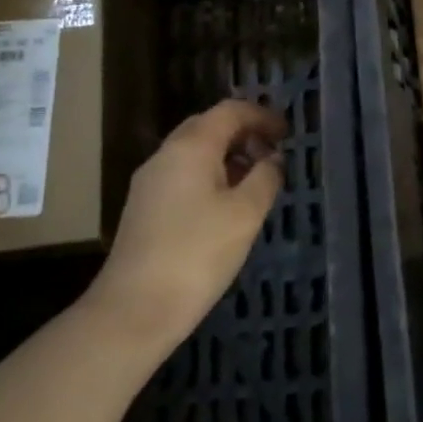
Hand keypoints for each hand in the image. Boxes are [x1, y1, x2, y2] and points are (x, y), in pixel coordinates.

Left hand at [84, 98, 286, 343]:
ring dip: (228, 156)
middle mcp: (165, 156)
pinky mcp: (145, 208)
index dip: (262, 116)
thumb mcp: (246, 214)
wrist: (134, 310)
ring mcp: (150, 182)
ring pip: (194, 152)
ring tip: (256, 180)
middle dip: (244, 133)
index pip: (230, 111)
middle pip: (208, 126)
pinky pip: (183, 175)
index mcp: (190, 148)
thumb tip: (273, 159)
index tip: (288, 133)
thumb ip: (266, 178)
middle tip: (273, 154)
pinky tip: (227, 204)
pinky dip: (211, 175)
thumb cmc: (197, 255)